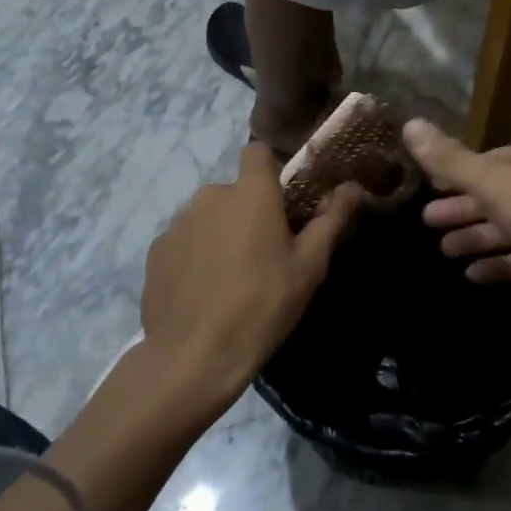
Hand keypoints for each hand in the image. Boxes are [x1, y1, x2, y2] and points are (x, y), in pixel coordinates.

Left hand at [141, 144, 361, 406]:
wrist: (192, 358)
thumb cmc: (263, 305)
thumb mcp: (309, 266)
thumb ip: (332, 219)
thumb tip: (355, 187)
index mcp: (251, 192)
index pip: (258, 151)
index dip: (271, 170)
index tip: (283, 201)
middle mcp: (211, 195)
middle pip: (235, 190)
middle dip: (248, 211)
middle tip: (264, 252)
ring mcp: (178, 222)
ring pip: (208, 216)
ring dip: (220, 233)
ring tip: (231, 277)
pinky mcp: (156, 250)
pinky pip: (183, 241)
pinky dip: (194, 255)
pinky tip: (203, 290)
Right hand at [405, 121, 510, 320]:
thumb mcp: (494, 183)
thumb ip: (450, 160)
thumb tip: (409, 123)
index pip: (489, 160)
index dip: (456, 175)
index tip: (428, 191)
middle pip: (498, 193)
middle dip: (463, 208)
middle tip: (427, 224)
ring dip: (478, 236)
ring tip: (445, 251)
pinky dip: (502, 262)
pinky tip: (475, 275)